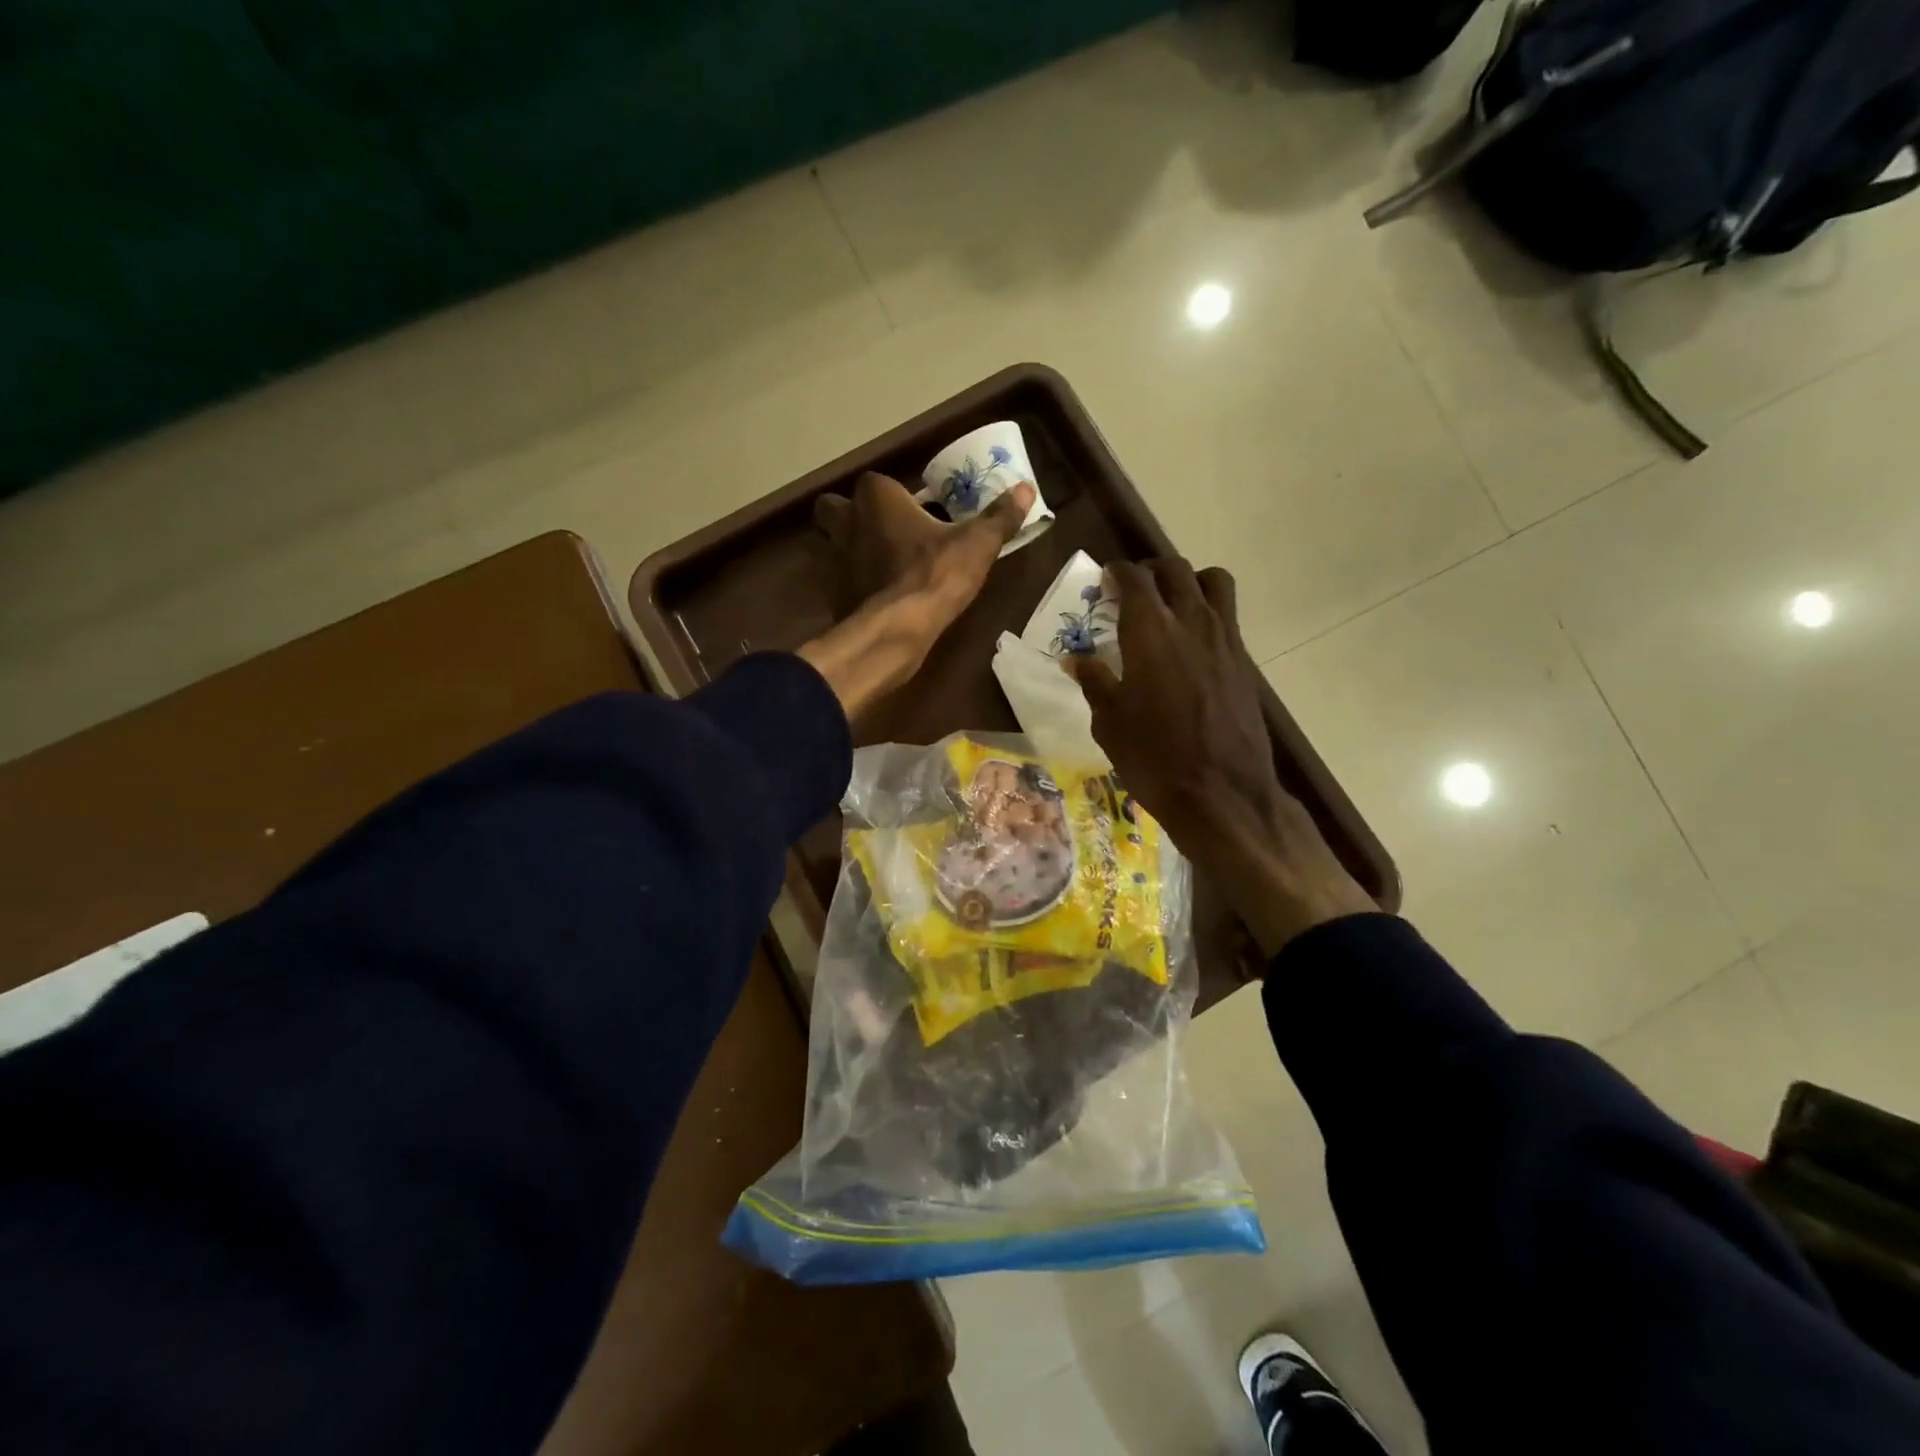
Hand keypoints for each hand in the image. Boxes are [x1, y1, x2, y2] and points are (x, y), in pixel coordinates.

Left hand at [797, 472, 1034, 720]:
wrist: (898, 629)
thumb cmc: (936, 574)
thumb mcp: (977, 545)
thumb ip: (999, 517)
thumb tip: (1026, 488)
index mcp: (876, 497)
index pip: (877, 481)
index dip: (893, 495)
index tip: (915, 510)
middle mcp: (846, 520)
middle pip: (834, 507)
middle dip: (850, 515)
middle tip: (881, 531)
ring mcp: (833, 558)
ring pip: (828, 542)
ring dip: (845, 548)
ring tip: (875, 562)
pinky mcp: (830, 592)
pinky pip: (835, 579)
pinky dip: (847, 583)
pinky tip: (871, 594)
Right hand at [1071, 560, 1375, 956]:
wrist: (1222, 793)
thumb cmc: (1153, 757)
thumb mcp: (1109, 722)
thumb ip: (1094, 681)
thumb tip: (1075, 659)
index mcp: (1150, 631)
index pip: (1134, 578)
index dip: (1117, 572)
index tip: (1105, 580)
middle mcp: (1191, 622)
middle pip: (1175, 570)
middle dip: (1150, 571)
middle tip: (1132, 591)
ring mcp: (1224, 639)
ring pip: (1212, 582)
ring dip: (1188, 582)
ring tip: (1171, 605)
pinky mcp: (1244, 660)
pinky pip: (1227, 615)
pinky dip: (1208, 612)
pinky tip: (1190, 645)